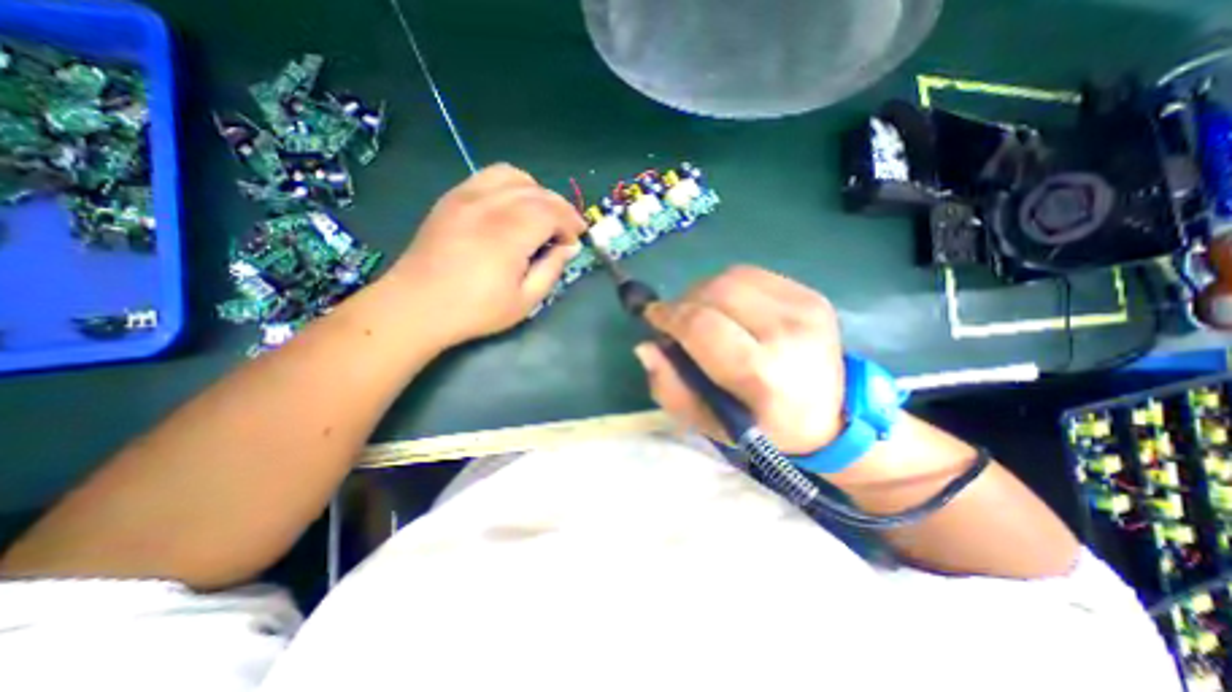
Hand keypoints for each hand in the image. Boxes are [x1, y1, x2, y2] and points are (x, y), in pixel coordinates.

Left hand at [387, 165, 583, 347]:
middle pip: (537, 192)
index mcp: (509, 233)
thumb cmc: (475, 310)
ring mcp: (467, 196)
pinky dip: (511, 185)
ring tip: (541, 216)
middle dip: (560, 208)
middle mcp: (489, 206)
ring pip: (514, 176)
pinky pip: (489, 176)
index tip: (576, 240)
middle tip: (567, 230)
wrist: (417, 305)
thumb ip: (551, 269)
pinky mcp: (452, 197)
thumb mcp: (525, 301)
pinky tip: (513, 207)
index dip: (570, 222)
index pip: (552, 211)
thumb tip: (569, 247)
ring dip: (537, 193)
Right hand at [636, 267, 848, 456]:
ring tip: (702, 314)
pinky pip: (752, 274)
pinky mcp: (810, 294)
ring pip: (731, 277)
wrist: (831, 416)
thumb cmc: (762, 426)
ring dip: (704, 292)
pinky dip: (728, 286)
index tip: (653, 318)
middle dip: (684, 302)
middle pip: (715, 292)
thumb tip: (645, 346)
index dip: (669, 316)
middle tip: (677, 320)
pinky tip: (729, 307)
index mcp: (762, 373)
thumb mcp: (707, 423)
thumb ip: (670, 388)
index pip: (701, 326)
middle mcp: (787, 332)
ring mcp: (804, 307)